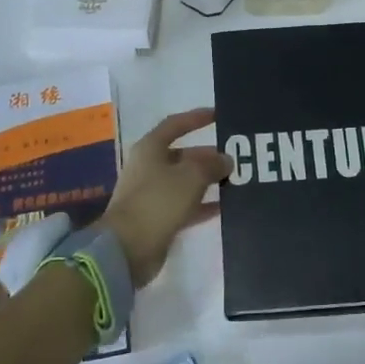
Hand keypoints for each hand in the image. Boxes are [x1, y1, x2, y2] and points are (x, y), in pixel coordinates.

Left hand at [101, 108, 231, 285]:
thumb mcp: (190, 177)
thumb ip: (211, 164)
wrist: (127, 248)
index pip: (175, 125)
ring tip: (237, 180)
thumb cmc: (157, 202)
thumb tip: (225, 160)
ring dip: (208, 180)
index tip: (219, 115)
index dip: (196, 118)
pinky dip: (204, 204)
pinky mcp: (158, 218)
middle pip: (183, 155)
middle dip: (208, 155)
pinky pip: (186, 205)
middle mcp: (149, 168)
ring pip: (186, 181)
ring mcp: (153, 194)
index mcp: (150, 149)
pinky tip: (226, 206)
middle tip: (237, 157)